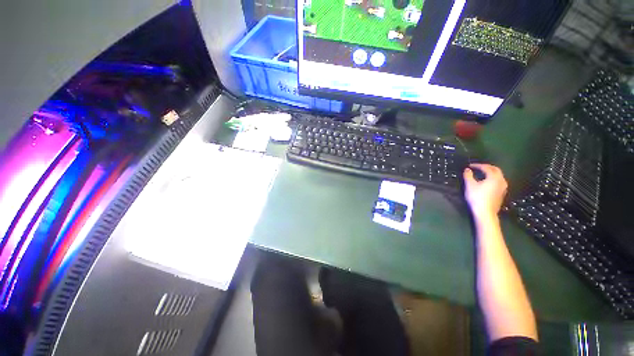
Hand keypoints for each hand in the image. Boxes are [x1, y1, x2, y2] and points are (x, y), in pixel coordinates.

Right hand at [463, 164, 507, 218]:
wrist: (485, 212)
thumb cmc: (477, 197)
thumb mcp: (470, 185)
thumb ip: (468, 176)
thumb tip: (467, 169)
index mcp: (494, 177)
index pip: (486, 168)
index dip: (478, 165)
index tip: (470, 165)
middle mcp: (501, 181)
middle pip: (496, 170)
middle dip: (487, 167)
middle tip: (478, 167)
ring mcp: (503, 187)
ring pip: (498, 176)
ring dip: (491, 173)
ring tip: (482, 173)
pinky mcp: (502, 193)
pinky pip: (498, 182)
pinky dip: (493, 179)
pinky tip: (487, 182)